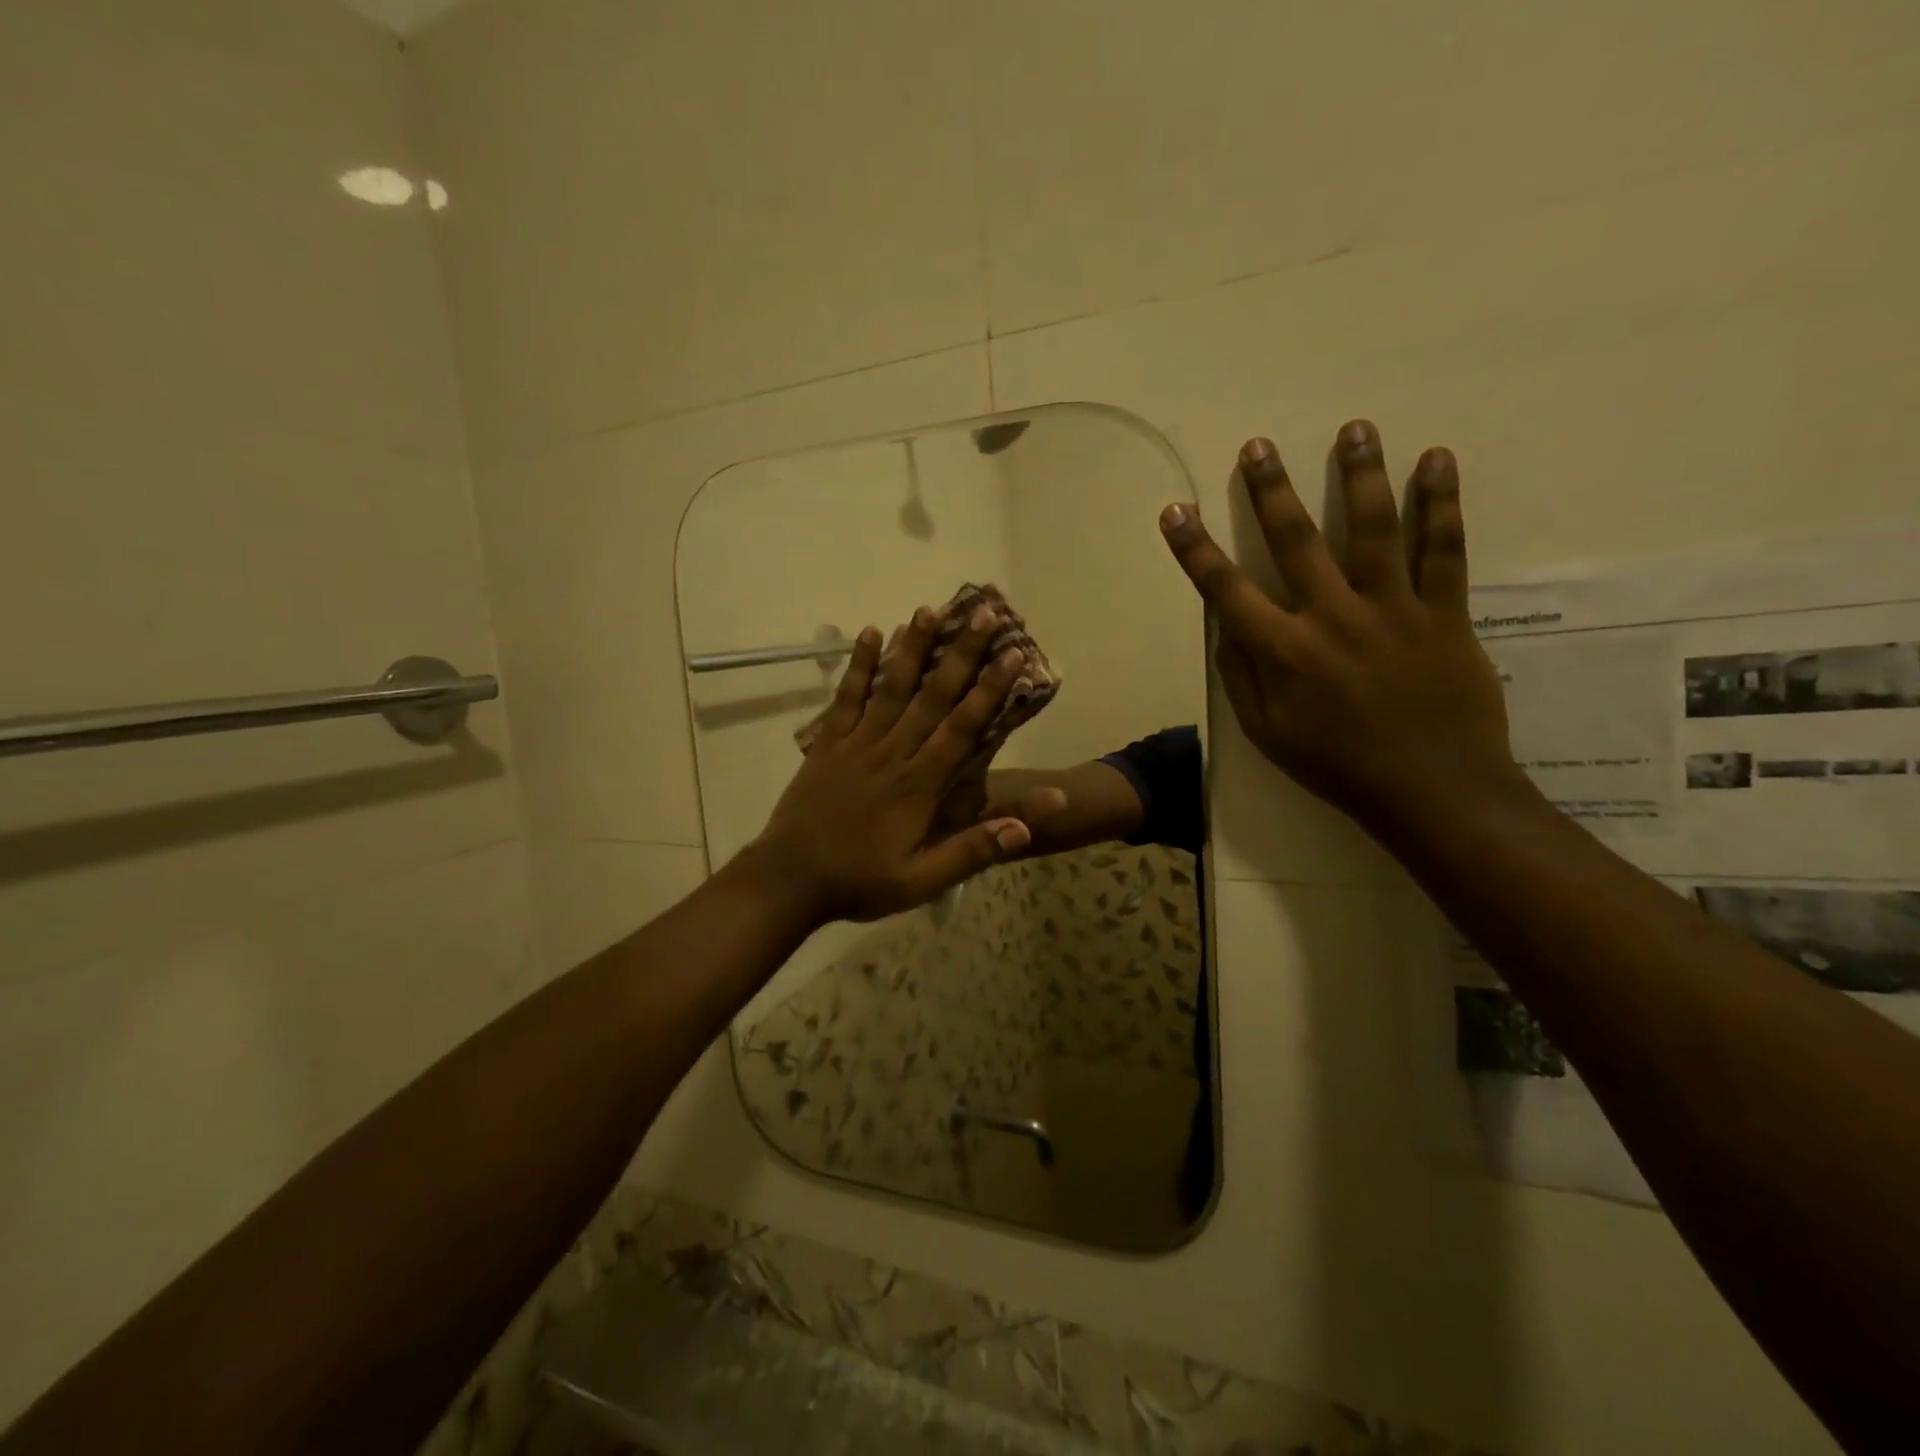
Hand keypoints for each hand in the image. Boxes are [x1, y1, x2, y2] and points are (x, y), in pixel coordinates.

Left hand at [748, 604, 1035, 922]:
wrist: (789, 880)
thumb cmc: (860, 881)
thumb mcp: (922, 880)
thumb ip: (974, 850)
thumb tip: (1028, 826)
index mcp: (919, 784)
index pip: (963, 728)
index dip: (990, 689)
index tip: (1014, 653)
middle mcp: (892, 752)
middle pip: (932, 696)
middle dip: (962, 653)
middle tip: (985, 614)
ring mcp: (857, 743)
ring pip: (891, 687)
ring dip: (913, 647)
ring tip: (931, 608)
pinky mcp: (828, 743)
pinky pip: (846, 697)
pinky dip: (859, 665)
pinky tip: (870, 633)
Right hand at [1158, 420, 1519, 838]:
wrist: (1432, 790)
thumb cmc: (1337, 766)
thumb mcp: (1267, 734)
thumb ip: (1242, 677)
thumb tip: (1226, 628)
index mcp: (1283, 651)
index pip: (1225, 590)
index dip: (1195, 549)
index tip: (1175, 511)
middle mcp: (1332, 617)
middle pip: (1296, 540)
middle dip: (1271, 490)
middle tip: (1258, 446)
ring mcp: (1392, 610)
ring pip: (1374, 529)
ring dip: (1360, 474)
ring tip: (1354, 428)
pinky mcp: (1444, 613)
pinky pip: (1444, 550)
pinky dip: (1441, 503)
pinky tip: (1436, 460)